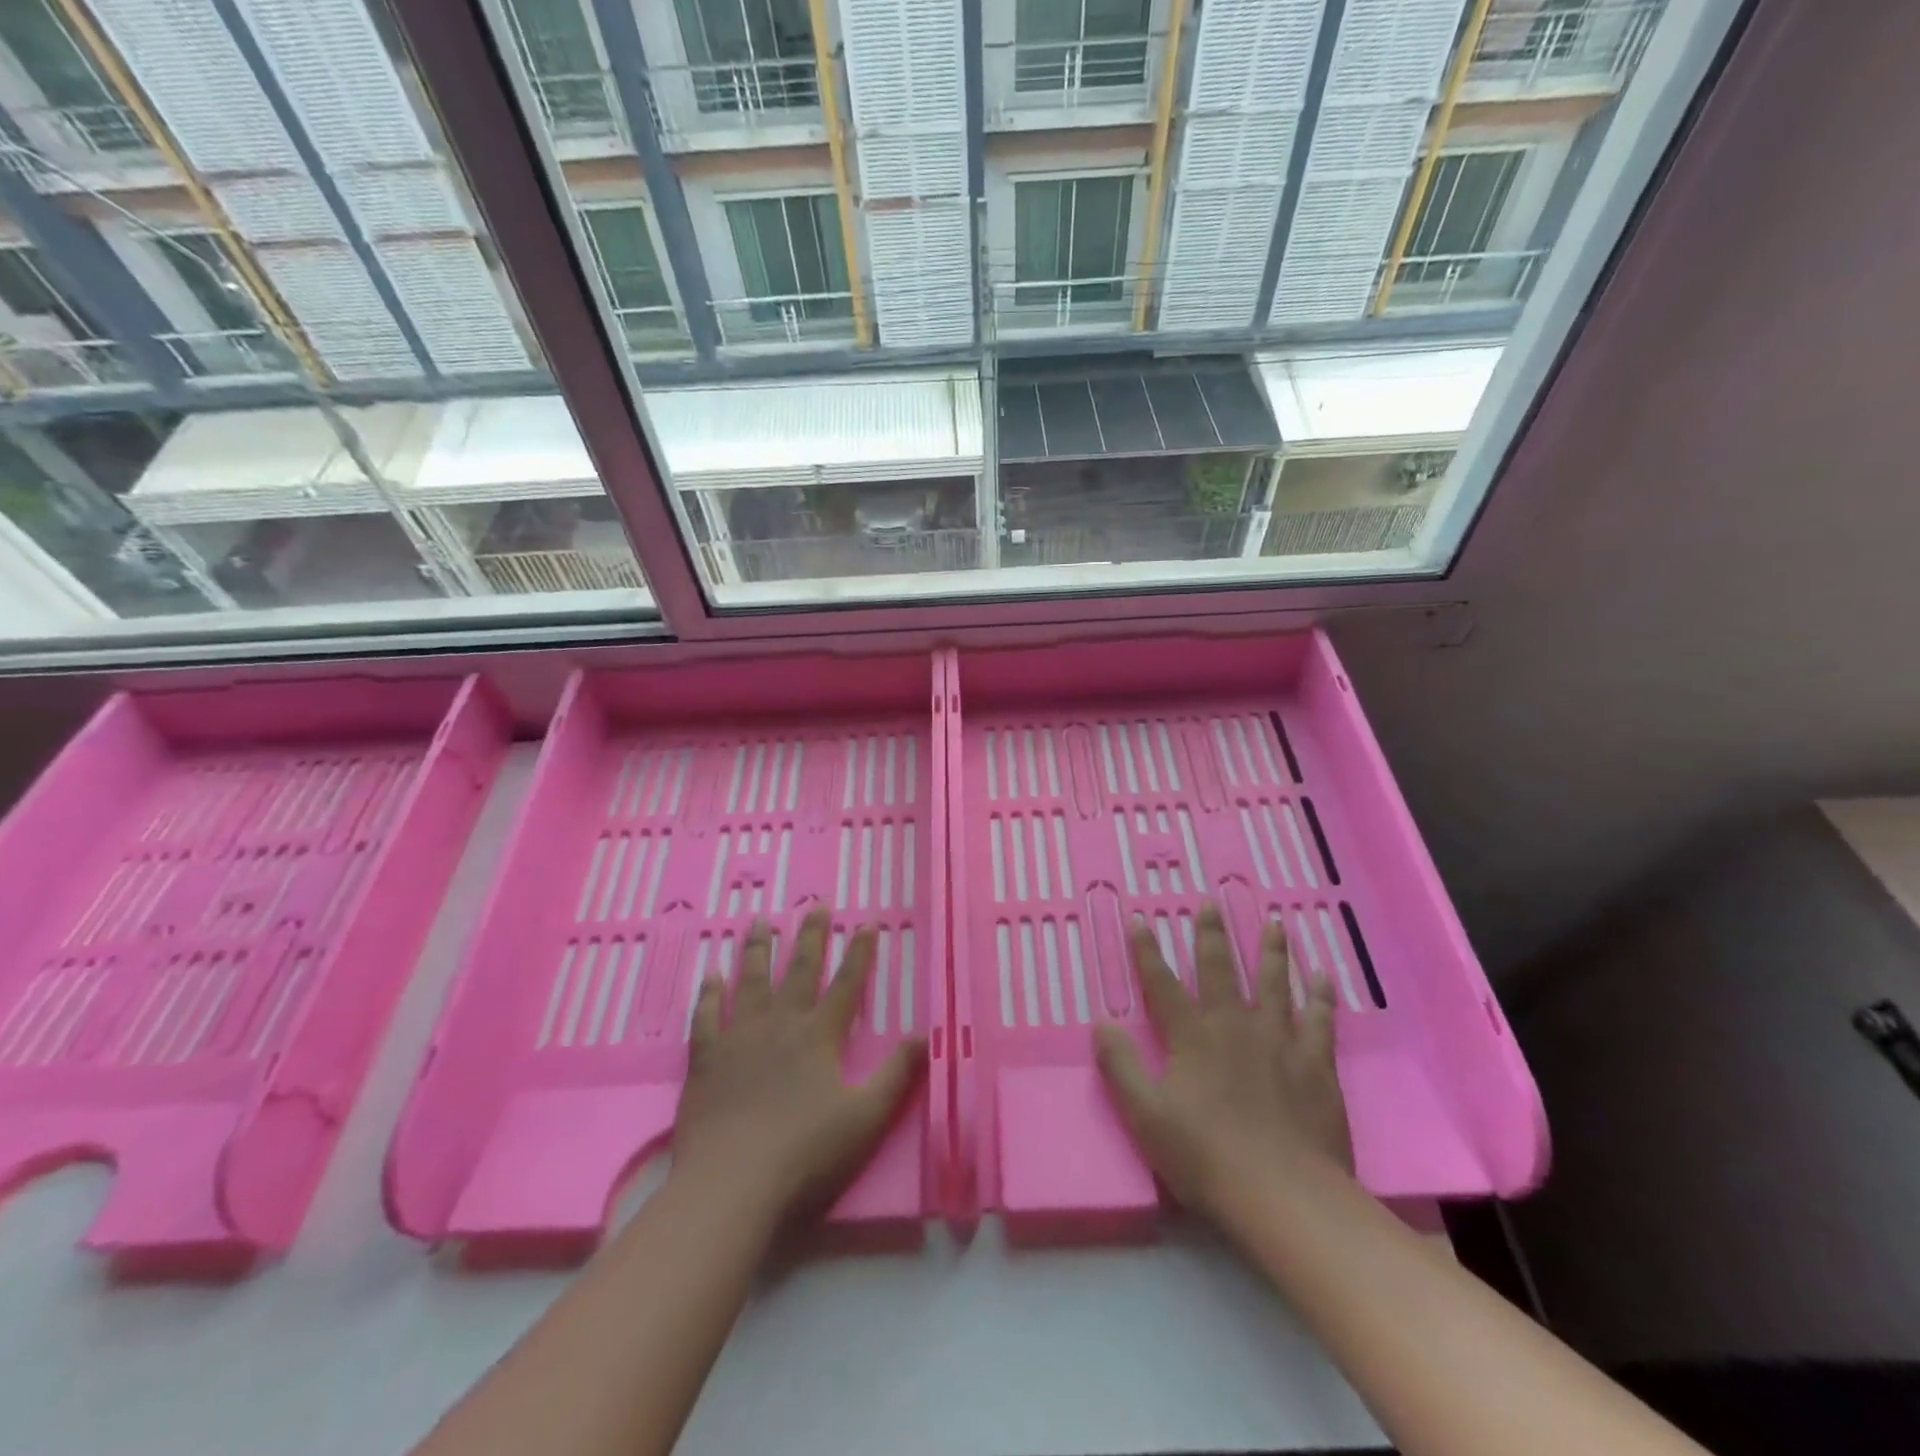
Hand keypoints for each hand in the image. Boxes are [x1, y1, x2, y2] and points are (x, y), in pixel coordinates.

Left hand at [672, 908, 925, 1224]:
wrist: (731, 1184)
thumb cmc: (806, 1153)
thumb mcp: (867, 1117)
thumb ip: (898, 1074)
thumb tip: (927, 1035)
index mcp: (819, 1036)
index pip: (846, 984)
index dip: (859, 954)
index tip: (866, 923)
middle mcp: (781, 1025)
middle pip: (799, 971)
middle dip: (810, 937)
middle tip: (815, 905)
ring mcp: (740, 1038)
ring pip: (750, 982)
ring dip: (757, 950)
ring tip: (759, 921)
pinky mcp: (706, 1059)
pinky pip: (707, 1017)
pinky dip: (709, 994)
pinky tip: (711, 975)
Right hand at [1093, 902, 1352, 1220]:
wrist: (1284, 1196)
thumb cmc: (1207, 1157)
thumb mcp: (1146, 1116)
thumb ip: (1120, 1067)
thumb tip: (1101, 1023)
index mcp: (1192, 1038)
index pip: (1162, 984)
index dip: (1147, 951)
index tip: (1140, 918)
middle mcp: (1234, 1026)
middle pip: (1221, 970)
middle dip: (1212, 935)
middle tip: (1211, 901)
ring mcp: (1279, 1042)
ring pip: (1275, 984)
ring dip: (1272, 951)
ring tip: (1275, 922)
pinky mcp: (1315, 1065)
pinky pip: (1320, 1020)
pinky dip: (1322, 996)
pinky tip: (1324, 976)